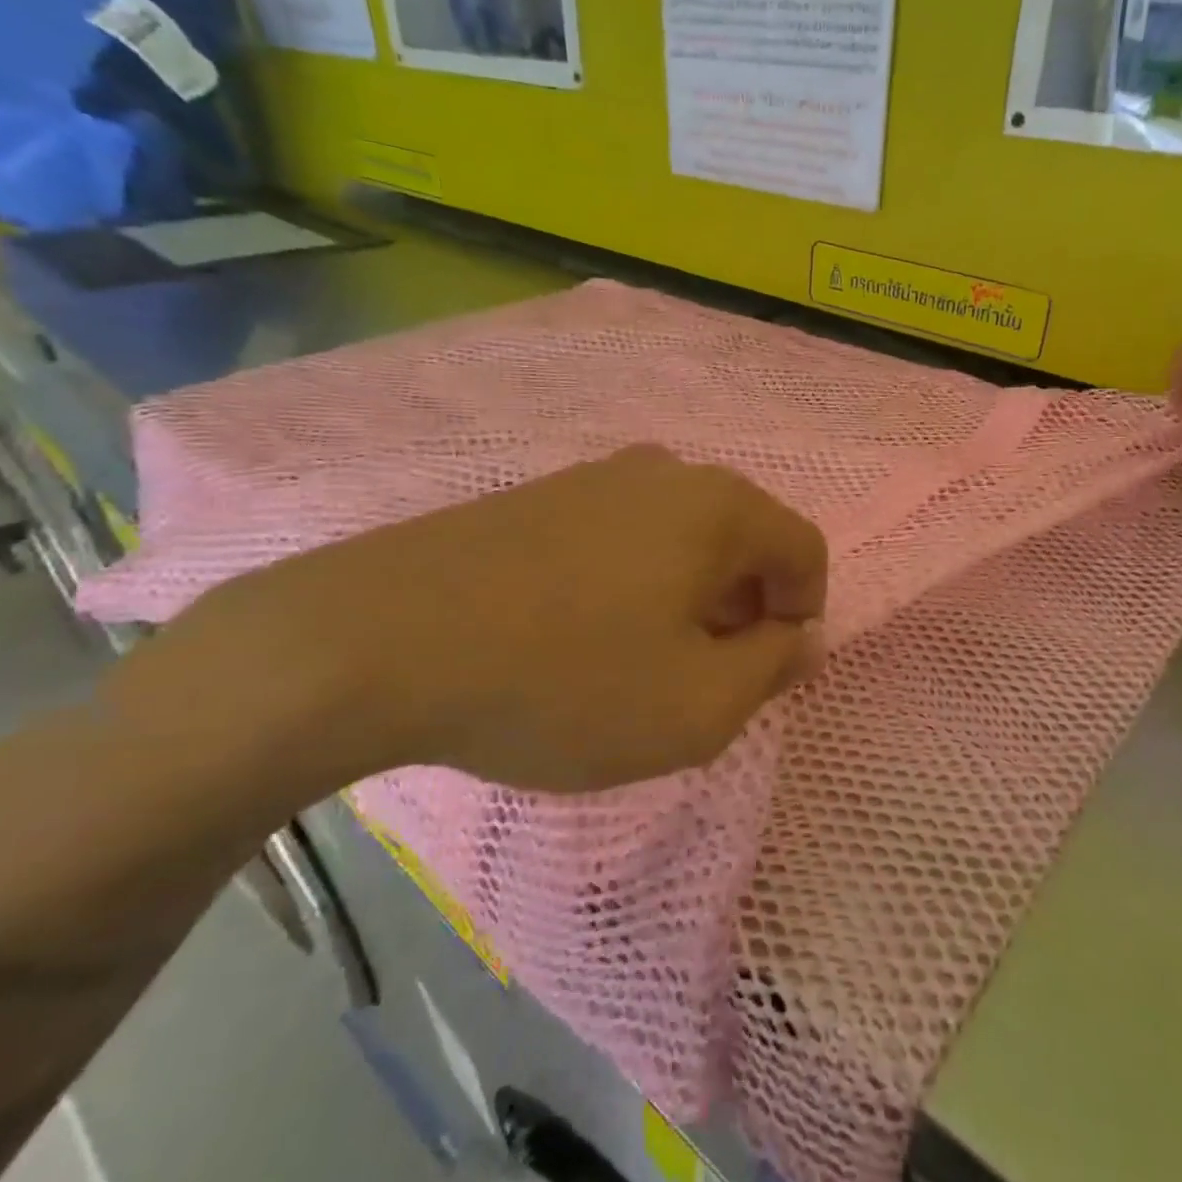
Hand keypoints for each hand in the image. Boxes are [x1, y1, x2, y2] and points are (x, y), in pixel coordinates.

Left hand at [123, 446, 827, 794]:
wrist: (377, 641)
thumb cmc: (563, 681)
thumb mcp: (695, 707)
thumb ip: (769, 671)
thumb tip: (799, 638)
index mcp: (719, 507)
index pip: (804, 550)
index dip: (803, 615)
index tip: (763, 674)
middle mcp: (666, 473)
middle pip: (744, 540)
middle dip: (744, 610)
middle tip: (704, 678)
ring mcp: (595, 478)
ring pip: (681, 539)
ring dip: (688, 599)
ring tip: (641, 663)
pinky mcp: (539, 498)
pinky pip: (622, 538)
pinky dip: (632, 585)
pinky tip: (581, 636)